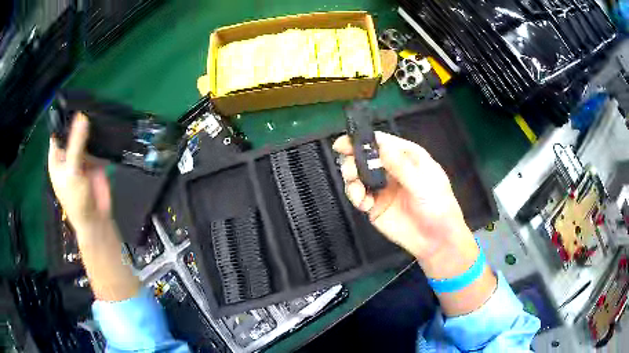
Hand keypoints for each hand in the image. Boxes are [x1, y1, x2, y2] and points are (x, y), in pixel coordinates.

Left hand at [48, 113, 111, 232]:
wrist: (96, 219)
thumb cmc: (76, 199)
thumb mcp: (72, 171)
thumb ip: (76, 144)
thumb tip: (82, 116)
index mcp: (57, 157)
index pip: (59, 132)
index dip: (65, 118)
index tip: (76, 101)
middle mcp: (69, 154)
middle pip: (74, 132)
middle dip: (81, 120)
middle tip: (92, 101)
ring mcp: (82, 157)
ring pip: (87, 137)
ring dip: (93, 127)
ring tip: (101, 109)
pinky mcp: (95, 161)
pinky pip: (98, 145)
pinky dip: (103, 137)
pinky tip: (108, 125)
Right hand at [333, 132, 478, 278]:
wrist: (436, 240)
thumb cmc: (438, 207)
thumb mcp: (424, 185)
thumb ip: (401, 167)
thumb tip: (382, 147)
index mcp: (407, 156)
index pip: (381, 142)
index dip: (362, 140)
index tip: (342, 144)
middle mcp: (391, 168)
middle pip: (364, 156)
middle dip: (352, 161)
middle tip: (350, 172)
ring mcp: (382, 187)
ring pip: (357, 175)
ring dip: (352, 180)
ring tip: (357, 192)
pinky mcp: (375, 204)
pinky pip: (358, 195)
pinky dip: (356, 197)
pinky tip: (364, 204)